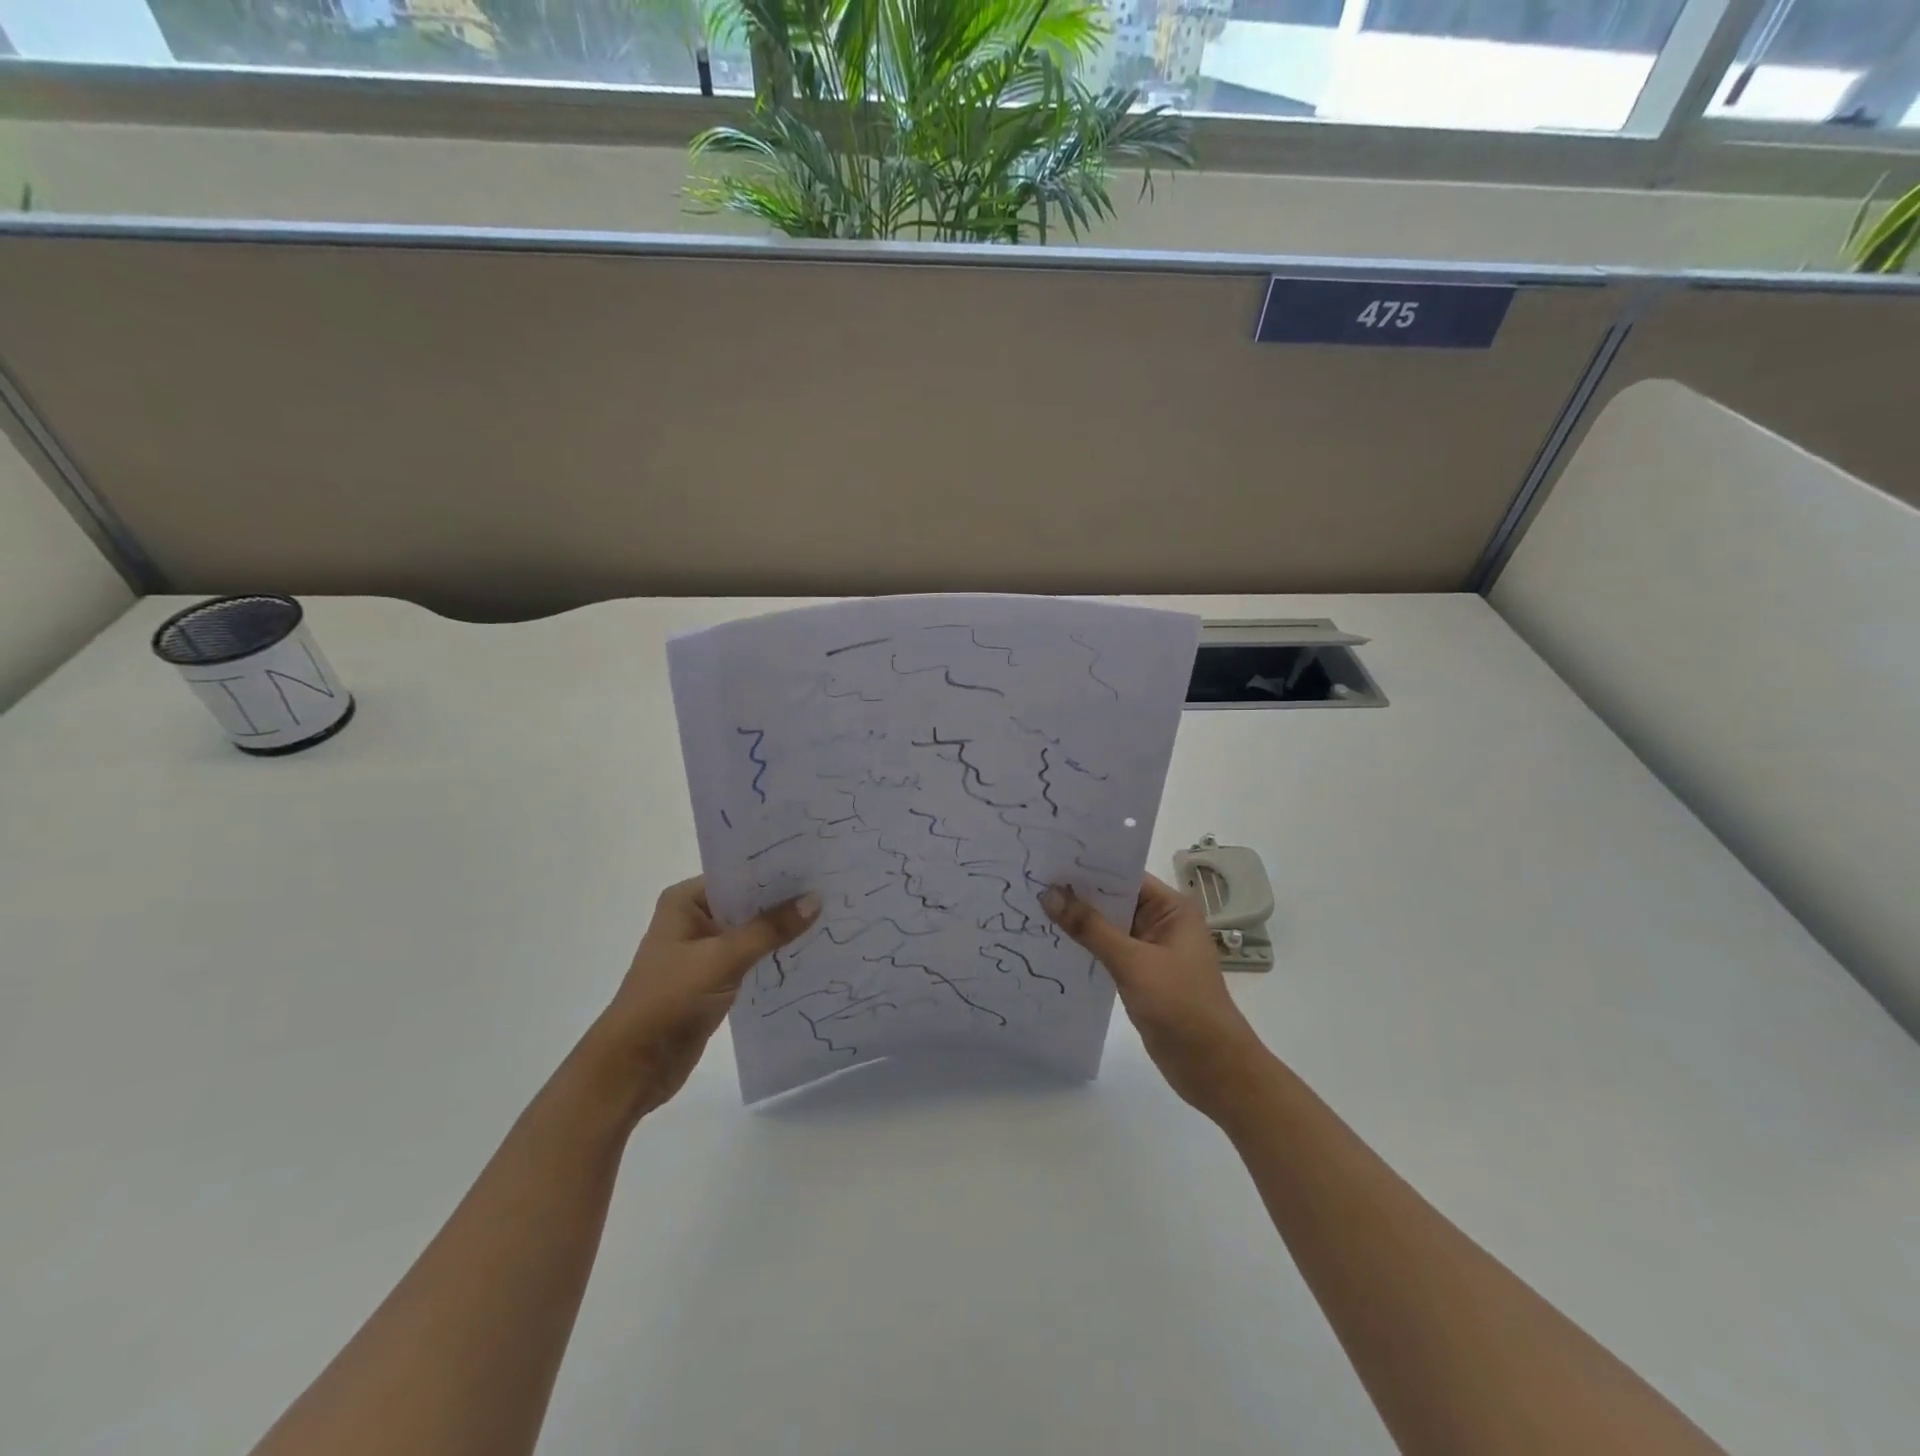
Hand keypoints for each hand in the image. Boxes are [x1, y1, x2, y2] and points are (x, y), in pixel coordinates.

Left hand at [588, 878, 818, 1116]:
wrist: (633, 1067)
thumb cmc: (669, 1000)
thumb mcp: (722, 958)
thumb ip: (769, 929)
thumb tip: (814, 900)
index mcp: (685, 901)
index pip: (739, 874)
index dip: (775, 871)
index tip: (816, 865)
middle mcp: (694, 919)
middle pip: (748, 902)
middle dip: (784, 901)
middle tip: (833, 889)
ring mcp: (704, 950)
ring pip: (752, 931)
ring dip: (781, 930)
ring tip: (830, 916)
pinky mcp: (714, 979)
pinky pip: (751, 958)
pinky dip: (774, 955)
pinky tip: (808, 951)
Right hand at [1043, 875, 1268, 1120]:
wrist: (1212, 1068)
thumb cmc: (1180, 1006)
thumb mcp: (1132, 962)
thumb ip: (1089, 927)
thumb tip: (1049, 894)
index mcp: (1172, 908)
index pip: (1124, 875)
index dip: (1088, 868)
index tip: (1048, 860)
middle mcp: (1163, 922)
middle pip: (1114, 899)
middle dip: (1077, 894)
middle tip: (1032, 882)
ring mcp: (1152, 949)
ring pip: (1108, 926)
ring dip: (1079, 921)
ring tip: (1033, 907)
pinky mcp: (1142, 975)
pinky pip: (1108, 951)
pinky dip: (1086, 947)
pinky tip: (1053, 943)